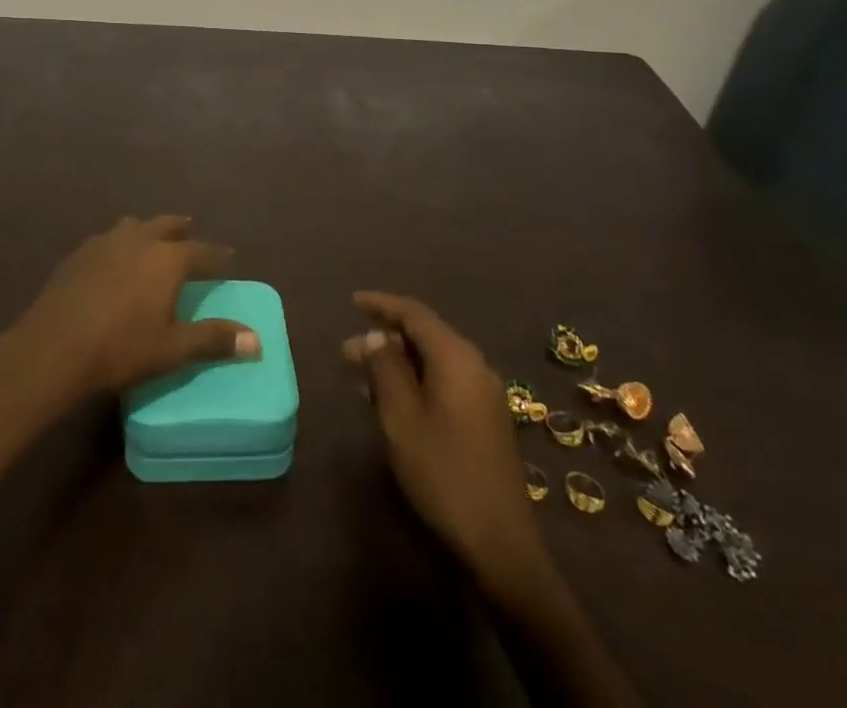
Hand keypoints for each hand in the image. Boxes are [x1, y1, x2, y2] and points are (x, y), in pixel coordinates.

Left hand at [1, 216, 259, 406]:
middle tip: (191, 232)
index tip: (229, 259)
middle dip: (182, 229)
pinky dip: (120, 243)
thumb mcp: (172, 349)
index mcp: (166, 259)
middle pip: (167, 225)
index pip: (202, 251)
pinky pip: (108, 239)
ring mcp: (105, 242)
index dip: (218, 256)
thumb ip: (214, 340)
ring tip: (152, 241)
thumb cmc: (120, 349)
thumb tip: (257, 340)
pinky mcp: (79, 254)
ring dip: (148, 230)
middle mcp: (139, 240)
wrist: (53, 348)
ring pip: (134, 226)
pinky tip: (114, 260)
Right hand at [344, 292, 551, 596]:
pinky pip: (444, 383)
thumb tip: (376, 336)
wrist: (499, 543)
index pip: (414, 314)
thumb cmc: (442, 471)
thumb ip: (385, 368)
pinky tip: (391, 402)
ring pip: (433, 362)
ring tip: (361, 378)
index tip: (352, 302)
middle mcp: (475, 366)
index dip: (382, 304)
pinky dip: (415, 382)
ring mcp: (484, 394)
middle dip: (385, 339)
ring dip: (398, 364)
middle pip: (425, 336)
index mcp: (457, 358)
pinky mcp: (485, 419)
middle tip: (347, 353)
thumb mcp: (401, 417)